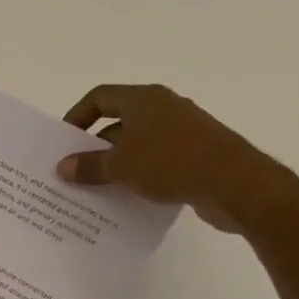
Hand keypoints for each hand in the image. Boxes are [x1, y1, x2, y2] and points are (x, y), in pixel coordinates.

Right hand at [57, 83, 298, 233]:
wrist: (235, 184)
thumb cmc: (171, 163)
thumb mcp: (121, 166)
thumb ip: (89, 166)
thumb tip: (63, 167)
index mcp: (144, 99)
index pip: (100, 98)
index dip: (77, 116)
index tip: (64, 143)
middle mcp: (164, 108)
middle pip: (118, 122)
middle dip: (95, 146)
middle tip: (75, 172)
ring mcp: (183, 132)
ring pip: (138, 145)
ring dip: (117, 165)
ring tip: (96, 190)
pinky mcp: (196, 156)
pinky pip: (157, 163)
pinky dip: (140, 177)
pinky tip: (129, 200)